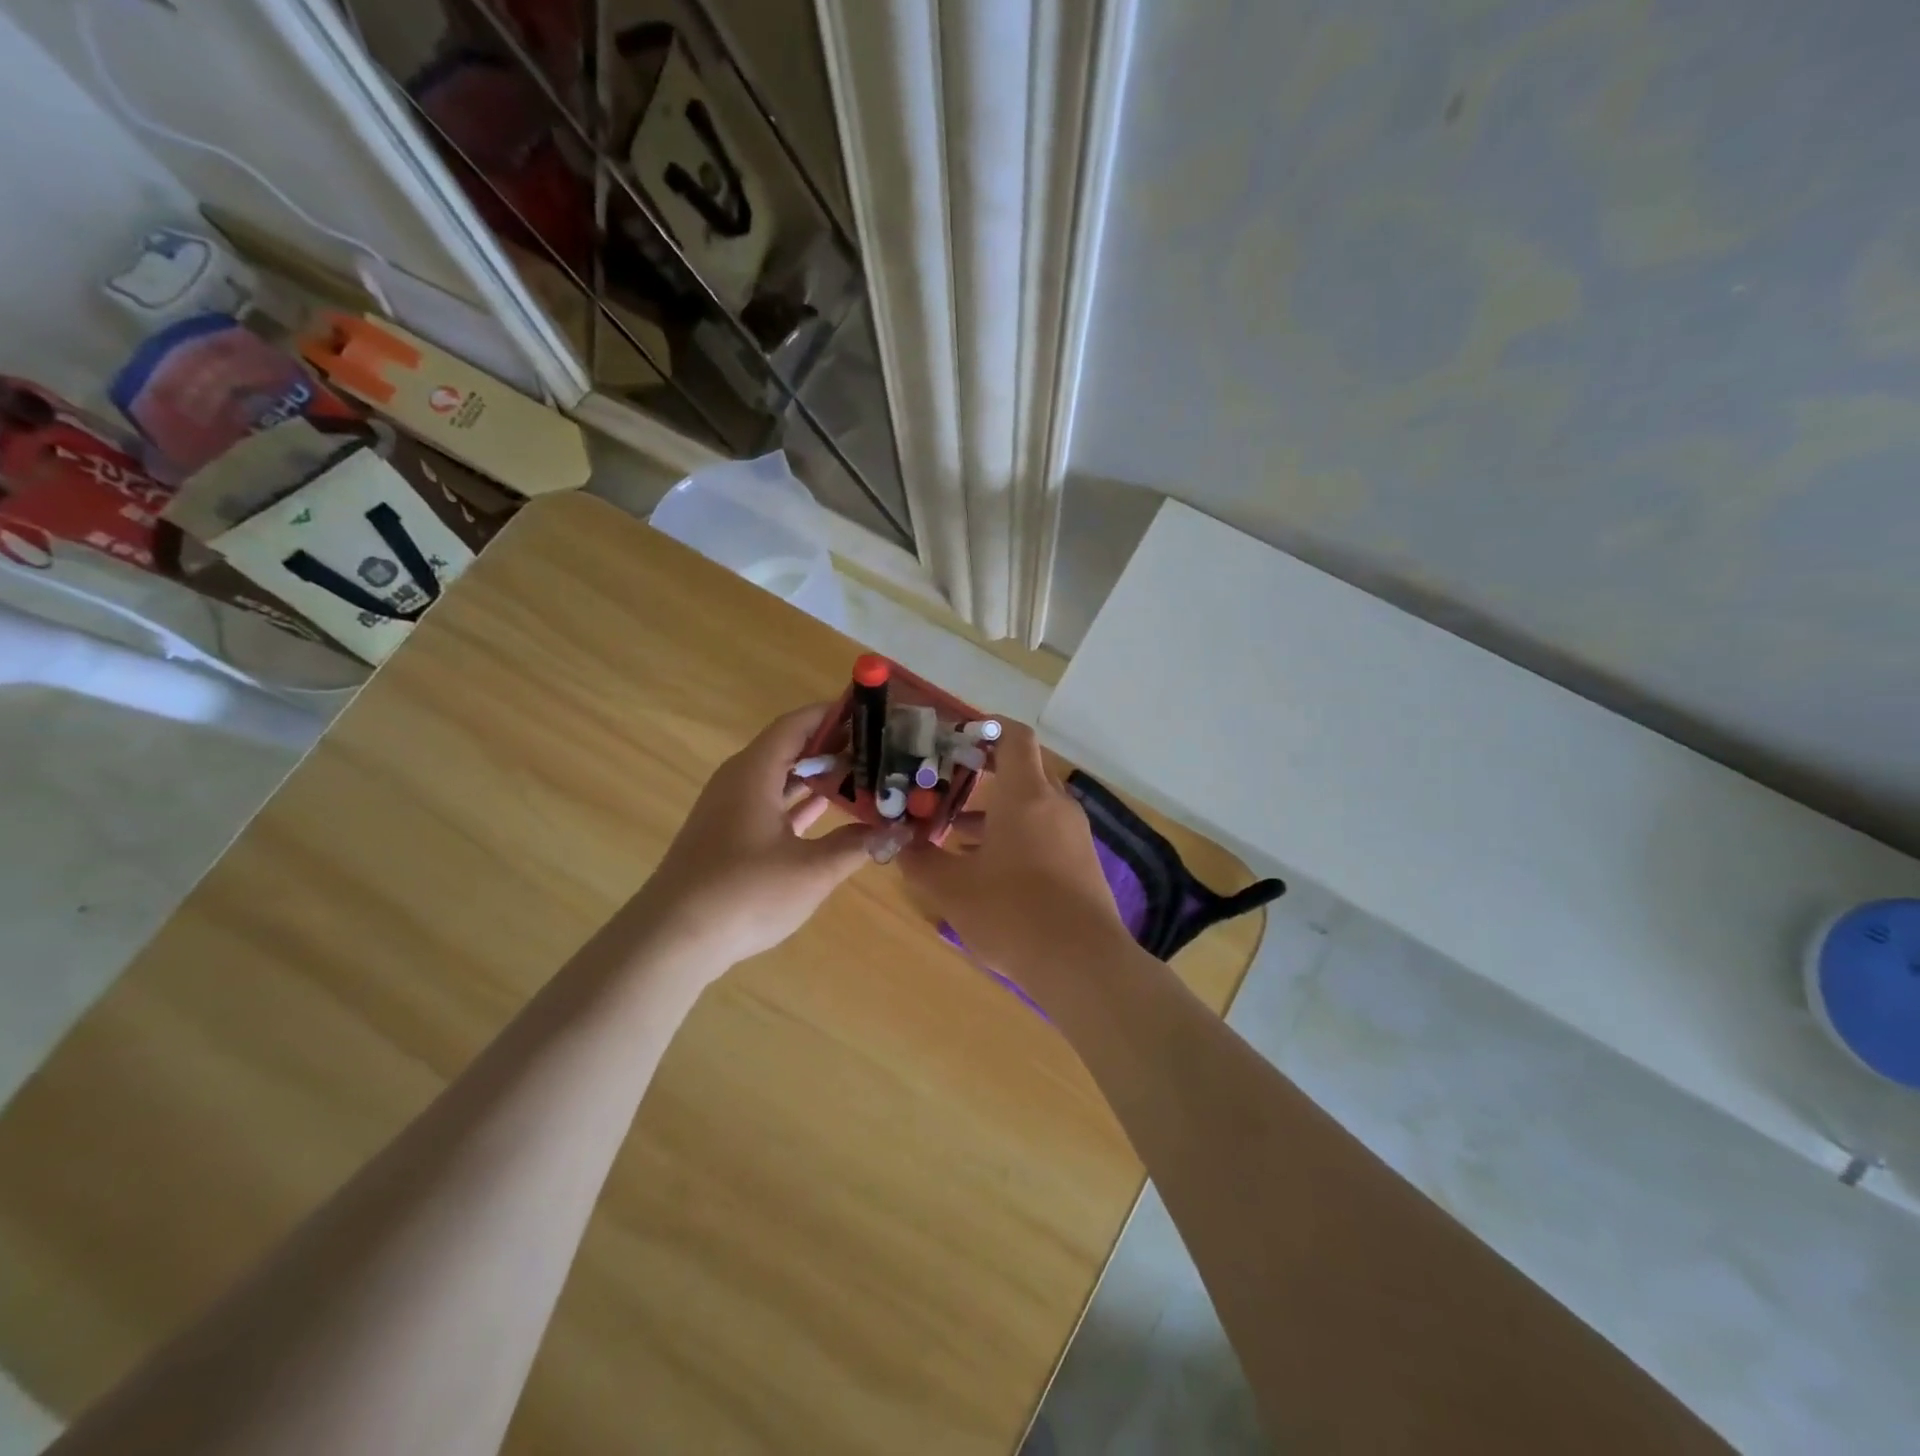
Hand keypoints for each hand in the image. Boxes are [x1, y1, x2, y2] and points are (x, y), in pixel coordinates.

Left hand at [635, 703, 875, 970]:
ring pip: (779, 777)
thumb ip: (856, 845)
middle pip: (789, 748)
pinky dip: (798, 802)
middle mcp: (739, 780)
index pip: (797, 724)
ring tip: (863, 773)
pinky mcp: (727, 835)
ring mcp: (730, 809)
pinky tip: (829, 810)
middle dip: (832, 745)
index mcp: (755, 772)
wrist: (674, 938)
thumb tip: (897, 831)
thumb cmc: (745, 892)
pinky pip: (769, 803)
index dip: (833, 714)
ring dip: (817, 775)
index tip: (871, 711)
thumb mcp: (812, 869)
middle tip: (878, 747)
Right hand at [898, 722, 1128, 990]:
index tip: (956, 738)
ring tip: (954, 832)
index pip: (1014, 736)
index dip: (986, 728)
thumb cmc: (1012, 913)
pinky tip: (986, 868)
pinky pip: (1044, 832)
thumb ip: (921, 861)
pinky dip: (1015, 835)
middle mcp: (1054, 804)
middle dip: (983, 774)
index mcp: (1026, 794)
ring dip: (995, 811)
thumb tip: (899, 844)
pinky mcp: (1081, 862)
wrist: (1082, 963)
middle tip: (945, 784)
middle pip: (1022, 770)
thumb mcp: (952, 889)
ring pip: (1031, 805)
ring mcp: (1073, 834)